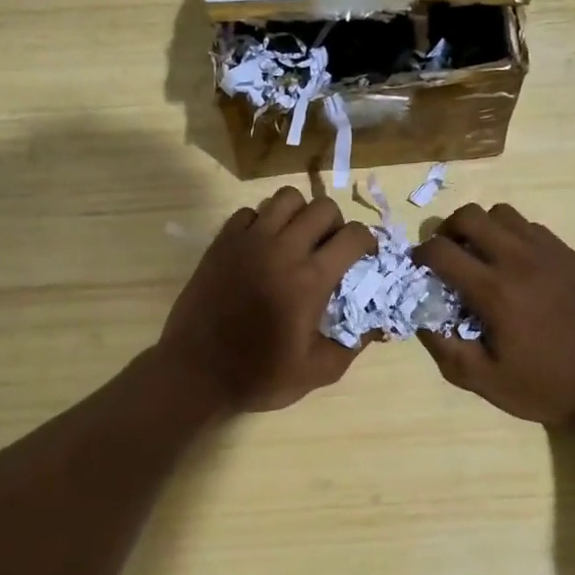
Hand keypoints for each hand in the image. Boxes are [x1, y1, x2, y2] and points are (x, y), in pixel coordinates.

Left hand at [158, 186, 376, 413]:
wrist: (196, 373)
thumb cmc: (259, 375)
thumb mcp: (318, 371)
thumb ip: (354, 344)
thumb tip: (378, 323)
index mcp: (310, 279)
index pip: (353, 235)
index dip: (367, 242)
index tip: (364, 258)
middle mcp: (282, 250)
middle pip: (323, 207)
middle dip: (336, 224)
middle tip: (330, 249)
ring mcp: (248, 241)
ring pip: (285, 198)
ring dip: (300, 214)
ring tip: (296, 240)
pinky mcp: (222, 243)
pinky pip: (249, 212)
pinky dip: (263, 222)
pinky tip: (262, 248)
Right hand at [414, 202, 574, 424]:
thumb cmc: (544, 386)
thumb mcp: (484, 381)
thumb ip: (445, 349)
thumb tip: (421, 319)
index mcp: (494, 291)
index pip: (442, 251)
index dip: (421, 255)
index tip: (419, 267)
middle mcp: (520, 260)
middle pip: (471, 216)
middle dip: (448, 230)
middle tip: (447, 254)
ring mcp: (551, 253)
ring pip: (503, 214)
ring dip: (483, 229)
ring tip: (482, 256)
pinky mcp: (572, 256)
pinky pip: (533, 229)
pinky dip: (514, 237)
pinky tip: (518, 267)